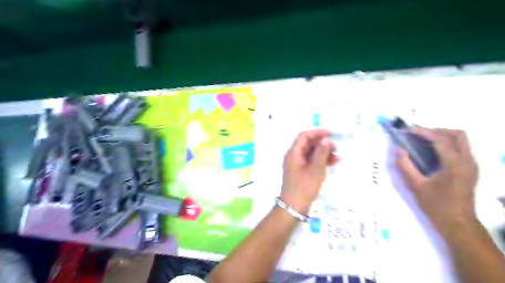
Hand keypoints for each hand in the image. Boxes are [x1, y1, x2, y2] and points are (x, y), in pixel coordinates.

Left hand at [280, 129, 337, 213]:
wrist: (293, 207)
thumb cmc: (304, 187)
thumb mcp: (315, 169)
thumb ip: (321, 153)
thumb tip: (326, 140)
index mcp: (293, 153)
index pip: (304, 136)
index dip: (317, 132)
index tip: (331, 134)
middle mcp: (294, 156)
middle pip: (307, 144)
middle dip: (322, 143)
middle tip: (336, 148)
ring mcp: (297, 165)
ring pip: (310, 153)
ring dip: (323, 152)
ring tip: (337, 156)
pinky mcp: (301, 172)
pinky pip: (311, 162)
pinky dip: (321, 161)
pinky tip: (333, 163)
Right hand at [397, 128, 477, 236]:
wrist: (458, 224)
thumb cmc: (436, 205)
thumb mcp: (416, 186)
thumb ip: (405, 165)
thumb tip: (397, 149)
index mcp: (454, 164)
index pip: (440, 139)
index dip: (423, 132)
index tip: (408, 130)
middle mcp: (467, 161)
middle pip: (458, 135)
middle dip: (437, 131)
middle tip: (419, 135)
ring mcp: (471, 165)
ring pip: (461, 141)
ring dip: (443, 137)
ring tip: (423, 142)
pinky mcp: (471, 170)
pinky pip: (461, 149)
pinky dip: (447, 145)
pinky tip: (433, 154)